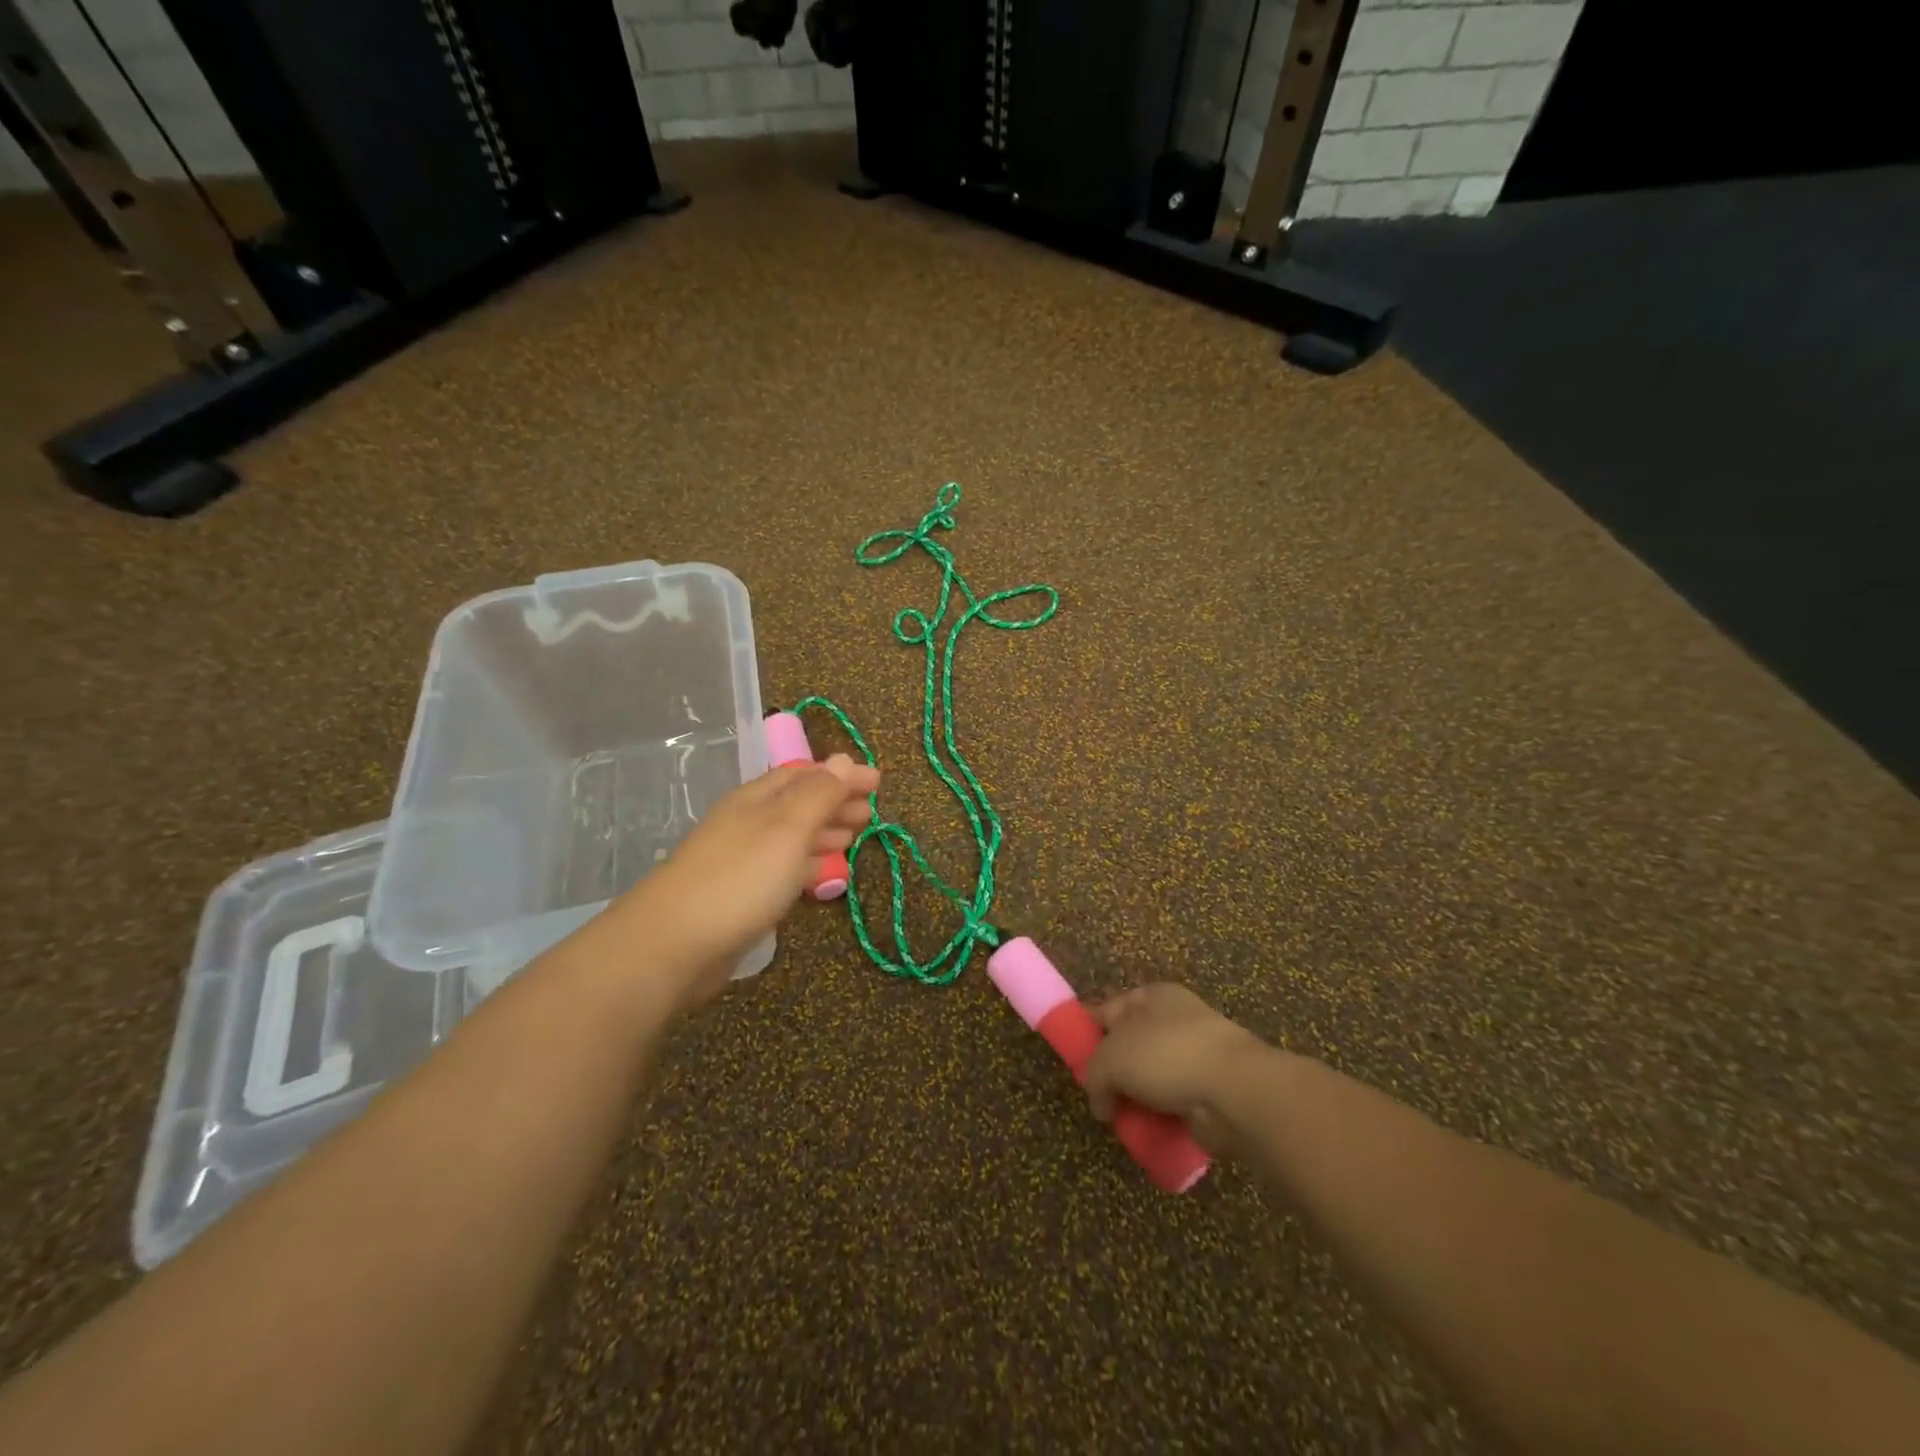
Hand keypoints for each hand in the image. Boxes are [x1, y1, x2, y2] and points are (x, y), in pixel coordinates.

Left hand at [613, 754, 877, 1010]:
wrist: (674, 945)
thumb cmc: (740, 878)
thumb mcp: (788, 828)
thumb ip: (819, 794)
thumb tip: (844, 759)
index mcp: (758, 799)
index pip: (806, 774)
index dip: (842, 775)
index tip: (879, 782)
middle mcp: (748, 823)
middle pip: (799, 803)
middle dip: (836, 803)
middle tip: (871, 813)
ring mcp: (742, 860)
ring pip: (793, 837)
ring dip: (826, 833)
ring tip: (855, 839)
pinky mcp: (741, 896)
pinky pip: (784, 868)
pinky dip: (810, 864)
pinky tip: (824, 875)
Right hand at [1084, 983, 1265, 1152]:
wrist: (1234, 1090)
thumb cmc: (1166, 1055)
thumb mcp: (1111, 1058)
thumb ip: (1094, 1076)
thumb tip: (1101, 1104)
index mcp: (1151, 996)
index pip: (1107, 1009)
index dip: (1087, 1032)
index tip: (1072, 1060)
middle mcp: (1173, 1020)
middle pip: (1129, 1046)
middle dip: (1112, 1074)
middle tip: (1096, 1097)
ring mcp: (1195, 1056)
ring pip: (1150, 1079)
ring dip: (1135, 1100)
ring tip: (1120, 1121)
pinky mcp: (1209, 1092)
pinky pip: (1173, 1105)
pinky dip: (1160, 1119)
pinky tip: (1147, 1133)